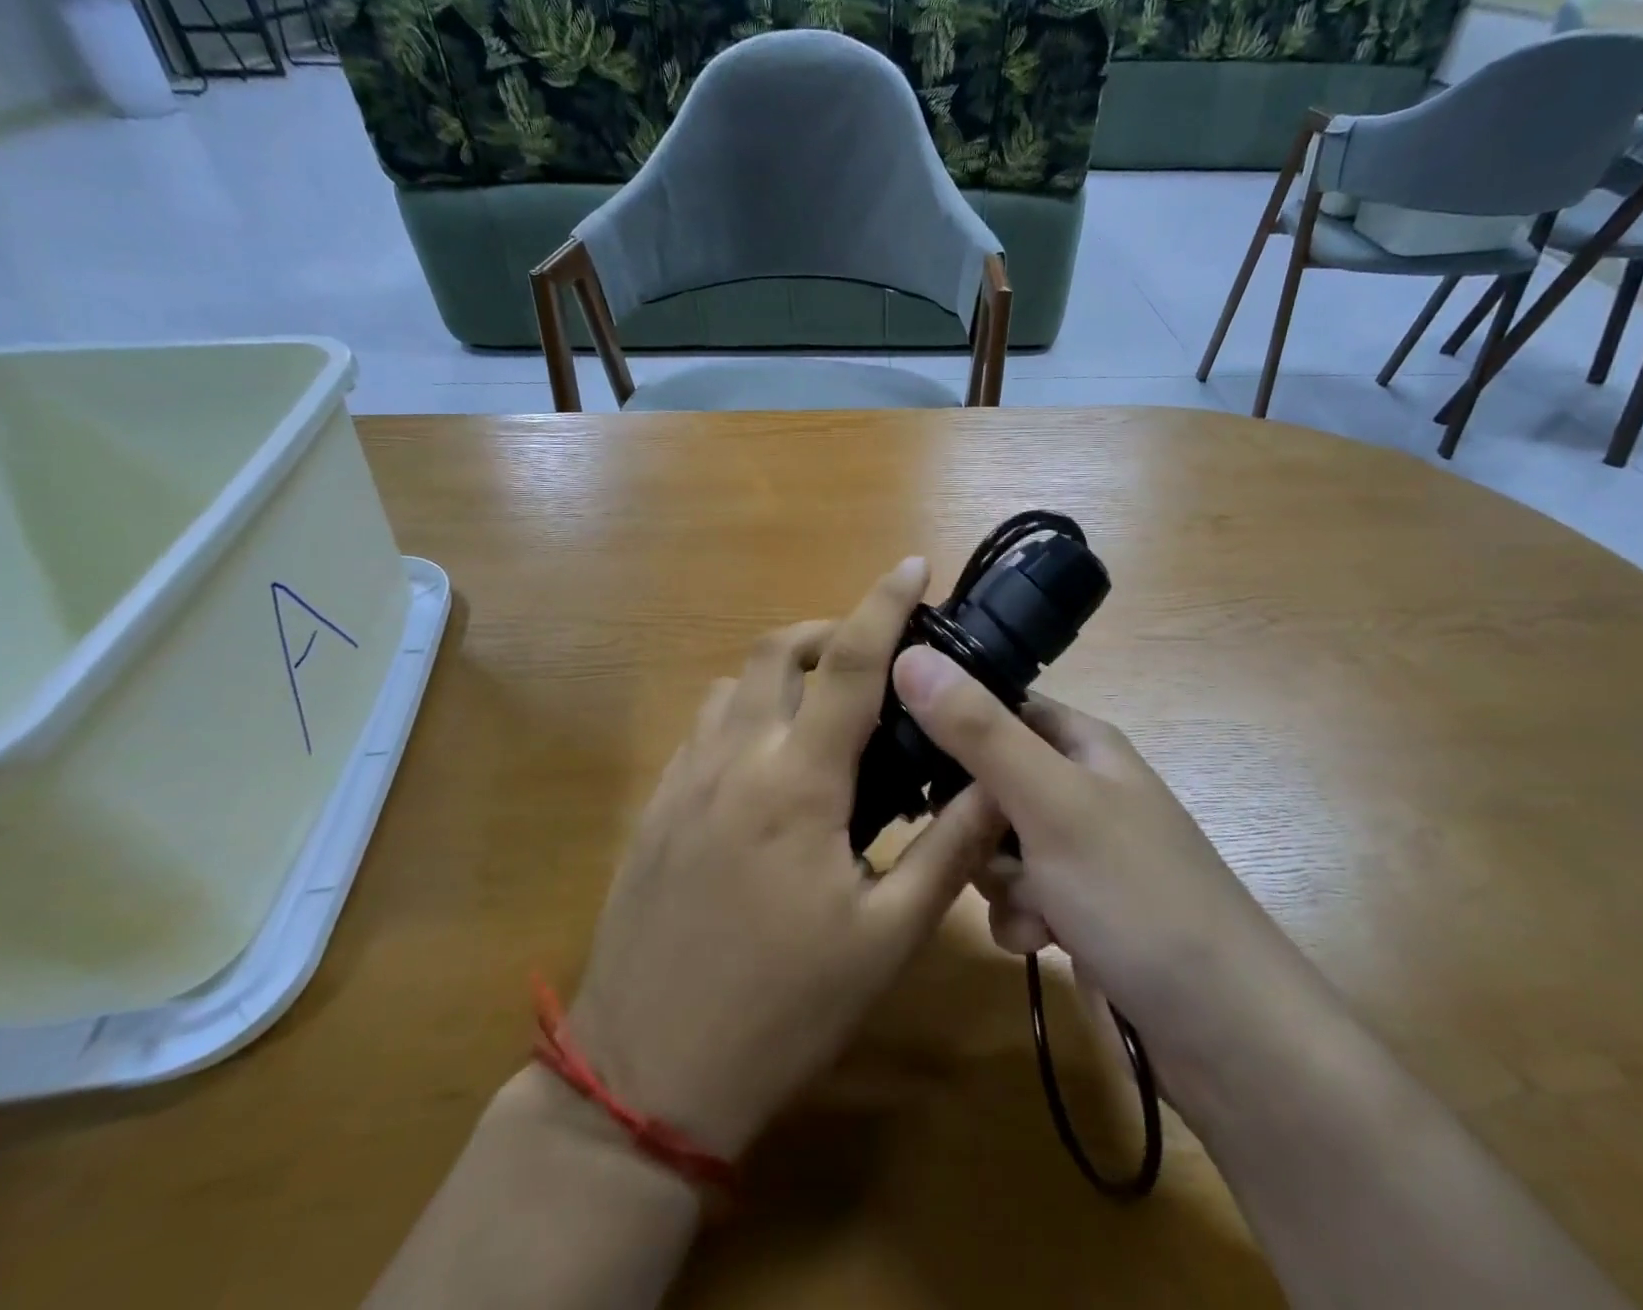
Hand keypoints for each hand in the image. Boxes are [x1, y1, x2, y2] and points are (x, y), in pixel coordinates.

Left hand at [566, 562, 1003, 1160]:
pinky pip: (704, 727)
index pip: (848, 662)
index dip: (883, 604)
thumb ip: (948, 851)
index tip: (913, 567)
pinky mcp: (657, 809)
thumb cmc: (781, 1009)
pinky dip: (744, 711)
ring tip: (825, 706)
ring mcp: (684, 780)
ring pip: (734, 685)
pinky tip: (769, 761)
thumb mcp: (885, 940)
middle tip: (873, 655)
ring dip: (782, 671)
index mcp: (797, 782)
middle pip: (775, 651)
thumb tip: (995, 782)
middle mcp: (734, 759)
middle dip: (828, 630)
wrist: (646, 1075)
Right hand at [890, 646, 1281, 1039]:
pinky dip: (1021, 920)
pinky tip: (1045, 944)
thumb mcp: (1050, 802)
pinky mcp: (1077, 911)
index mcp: (1081, 744)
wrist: (1228, 1038)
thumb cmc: (1138, 896)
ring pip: (994, 846)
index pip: (996, 706)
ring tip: (1033, 907)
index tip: (902, 752)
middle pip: (986, 783)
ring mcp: (1079, 854)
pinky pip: (1016, 899)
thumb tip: (909, 654)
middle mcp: (1079, 790)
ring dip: (997, 880)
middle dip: (973, 823)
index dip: (950, 722)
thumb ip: (978, 731)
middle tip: (978, 846)